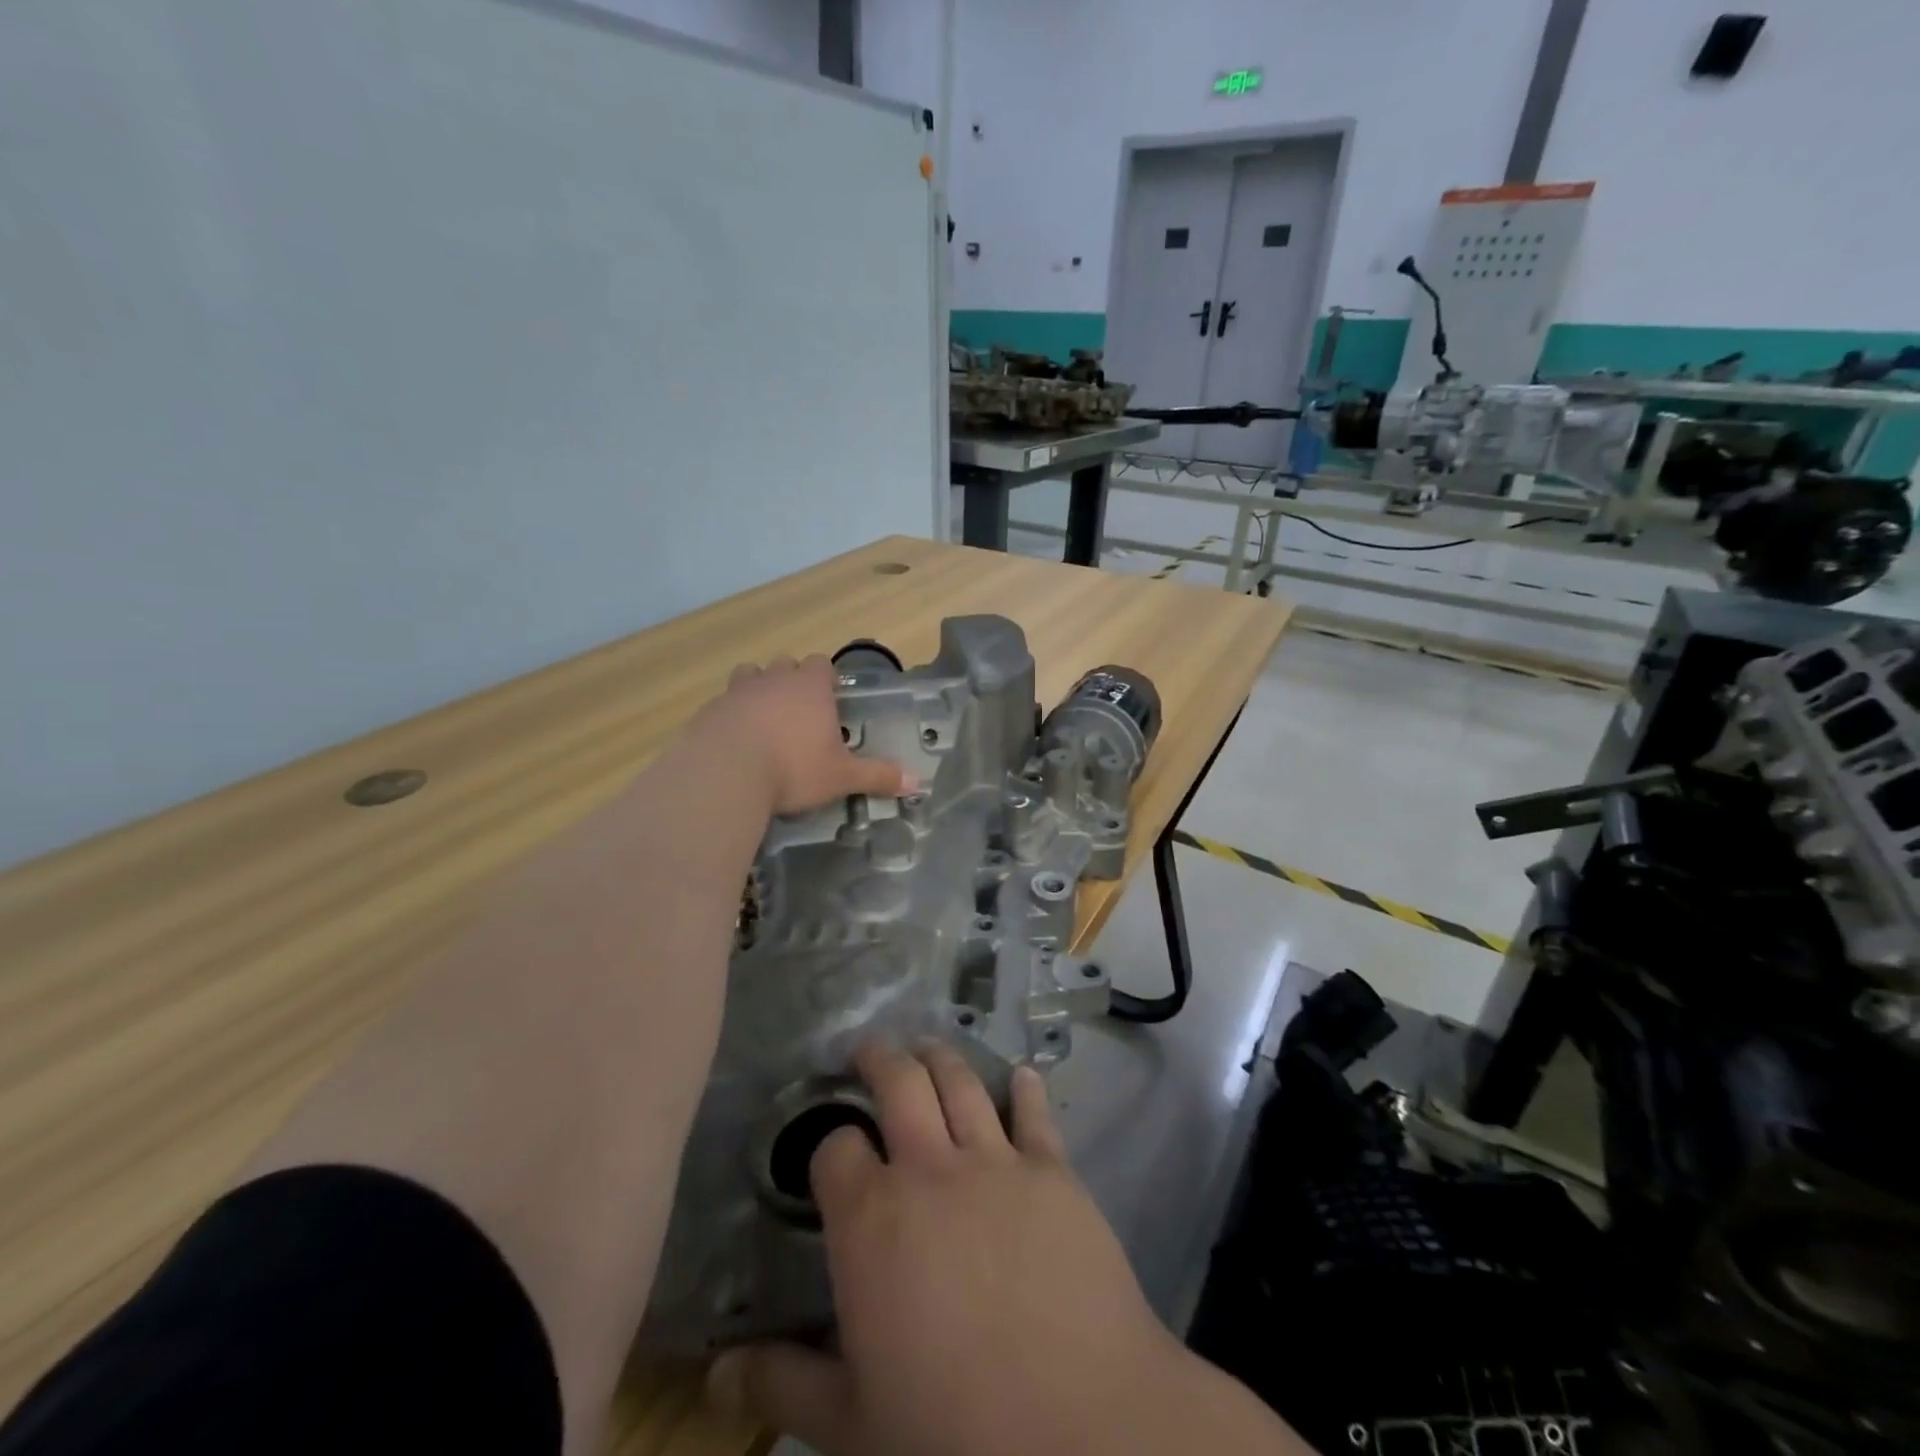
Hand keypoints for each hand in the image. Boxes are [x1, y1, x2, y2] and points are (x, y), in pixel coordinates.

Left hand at [700, 655, 910, 815]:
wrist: (725, 773)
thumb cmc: (793, 768)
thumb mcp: (842, 777)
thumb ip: (878, 776)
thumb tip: (916, 782)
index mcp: (810, 687)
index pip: (822, 664)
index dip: (826, 677)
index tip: (830, 696)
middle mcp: (774, 679)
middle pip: (785, 664)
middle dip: (792, 680)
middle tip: (799, 712)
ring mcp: (738, 691)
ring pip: (750, 675)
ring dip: (758, 689)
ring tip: (764, 719)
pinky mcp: (709, 710)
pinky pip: (724, 703)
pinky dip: (731, 715)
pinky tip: (735, 741)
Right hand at [706, 1045, 1305, 1455]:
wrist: (1079, 1426)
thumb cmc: (951, 1430)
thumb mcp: (851, 1423)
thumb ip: (782, 1384)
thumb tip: (715, 1372)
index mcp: (871, 1217)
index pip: (835, 1148)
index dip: (830, 1145)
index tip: (832, 1154)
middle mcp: (929, 1168)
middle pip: (900, 1082)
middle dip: (880, 1058)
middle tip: (871, 1050)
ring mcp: (995, 1160)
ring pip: (961, 1082)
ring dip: (941, 1057)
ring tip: (929, 1047)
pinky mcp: (1052, 1168)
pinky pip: (1034, 1113)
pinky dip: (1025, 1089)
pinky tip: (1023, 1075)